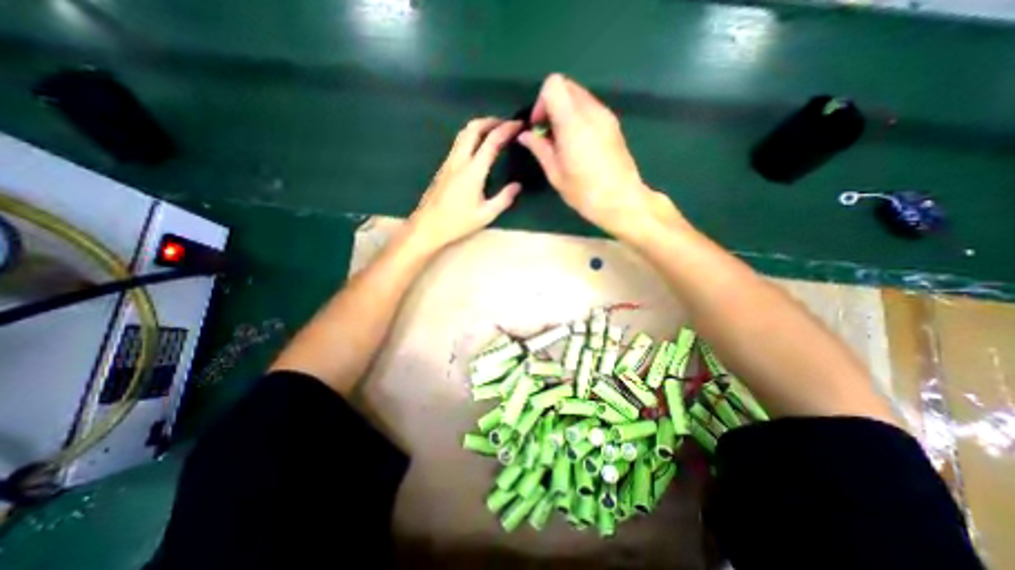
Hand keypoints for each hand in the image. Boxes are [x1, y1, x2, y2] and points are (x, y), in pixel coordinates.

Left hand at [408, 117, 522, 251]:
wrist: (427, 226)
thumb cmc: (457, 222)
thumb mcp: (485, 215)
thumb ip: (504, 199)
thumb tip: (517, 186)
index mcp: (473, 171)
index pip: (491, 141)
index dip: (506, 129)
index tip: (518, 124)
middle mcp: (459, 160)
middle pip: (473, 128)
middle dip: (491, 121)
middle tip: (506, 124)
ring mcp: (449, 162)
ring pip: (463, 133)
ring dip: (479, 127)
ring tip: (493, 131)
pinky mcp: (443, 167)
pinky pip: (458, 143)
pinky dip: (471, 136)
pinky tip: (478, 147)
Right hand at [517, 74, 671, 237]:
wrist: (621, 200)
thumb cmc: (584, 192)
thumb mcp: (556, 174)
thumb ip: (540, 149)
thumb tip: (525, 135)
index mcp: (573, 123)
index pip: (553, 84)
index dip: (541, 102)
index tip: (539, 126)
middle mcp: (591, 111)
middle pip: (566, 85)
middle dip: (551, 105)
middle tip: (548, 134)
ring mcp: (606, 116)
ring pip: (579, 96)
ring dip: (565, 112)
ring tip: (562, 141)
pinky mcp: (613, 124)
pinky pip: (590, 108)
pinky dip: (578, 117)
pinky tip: (577, 144)